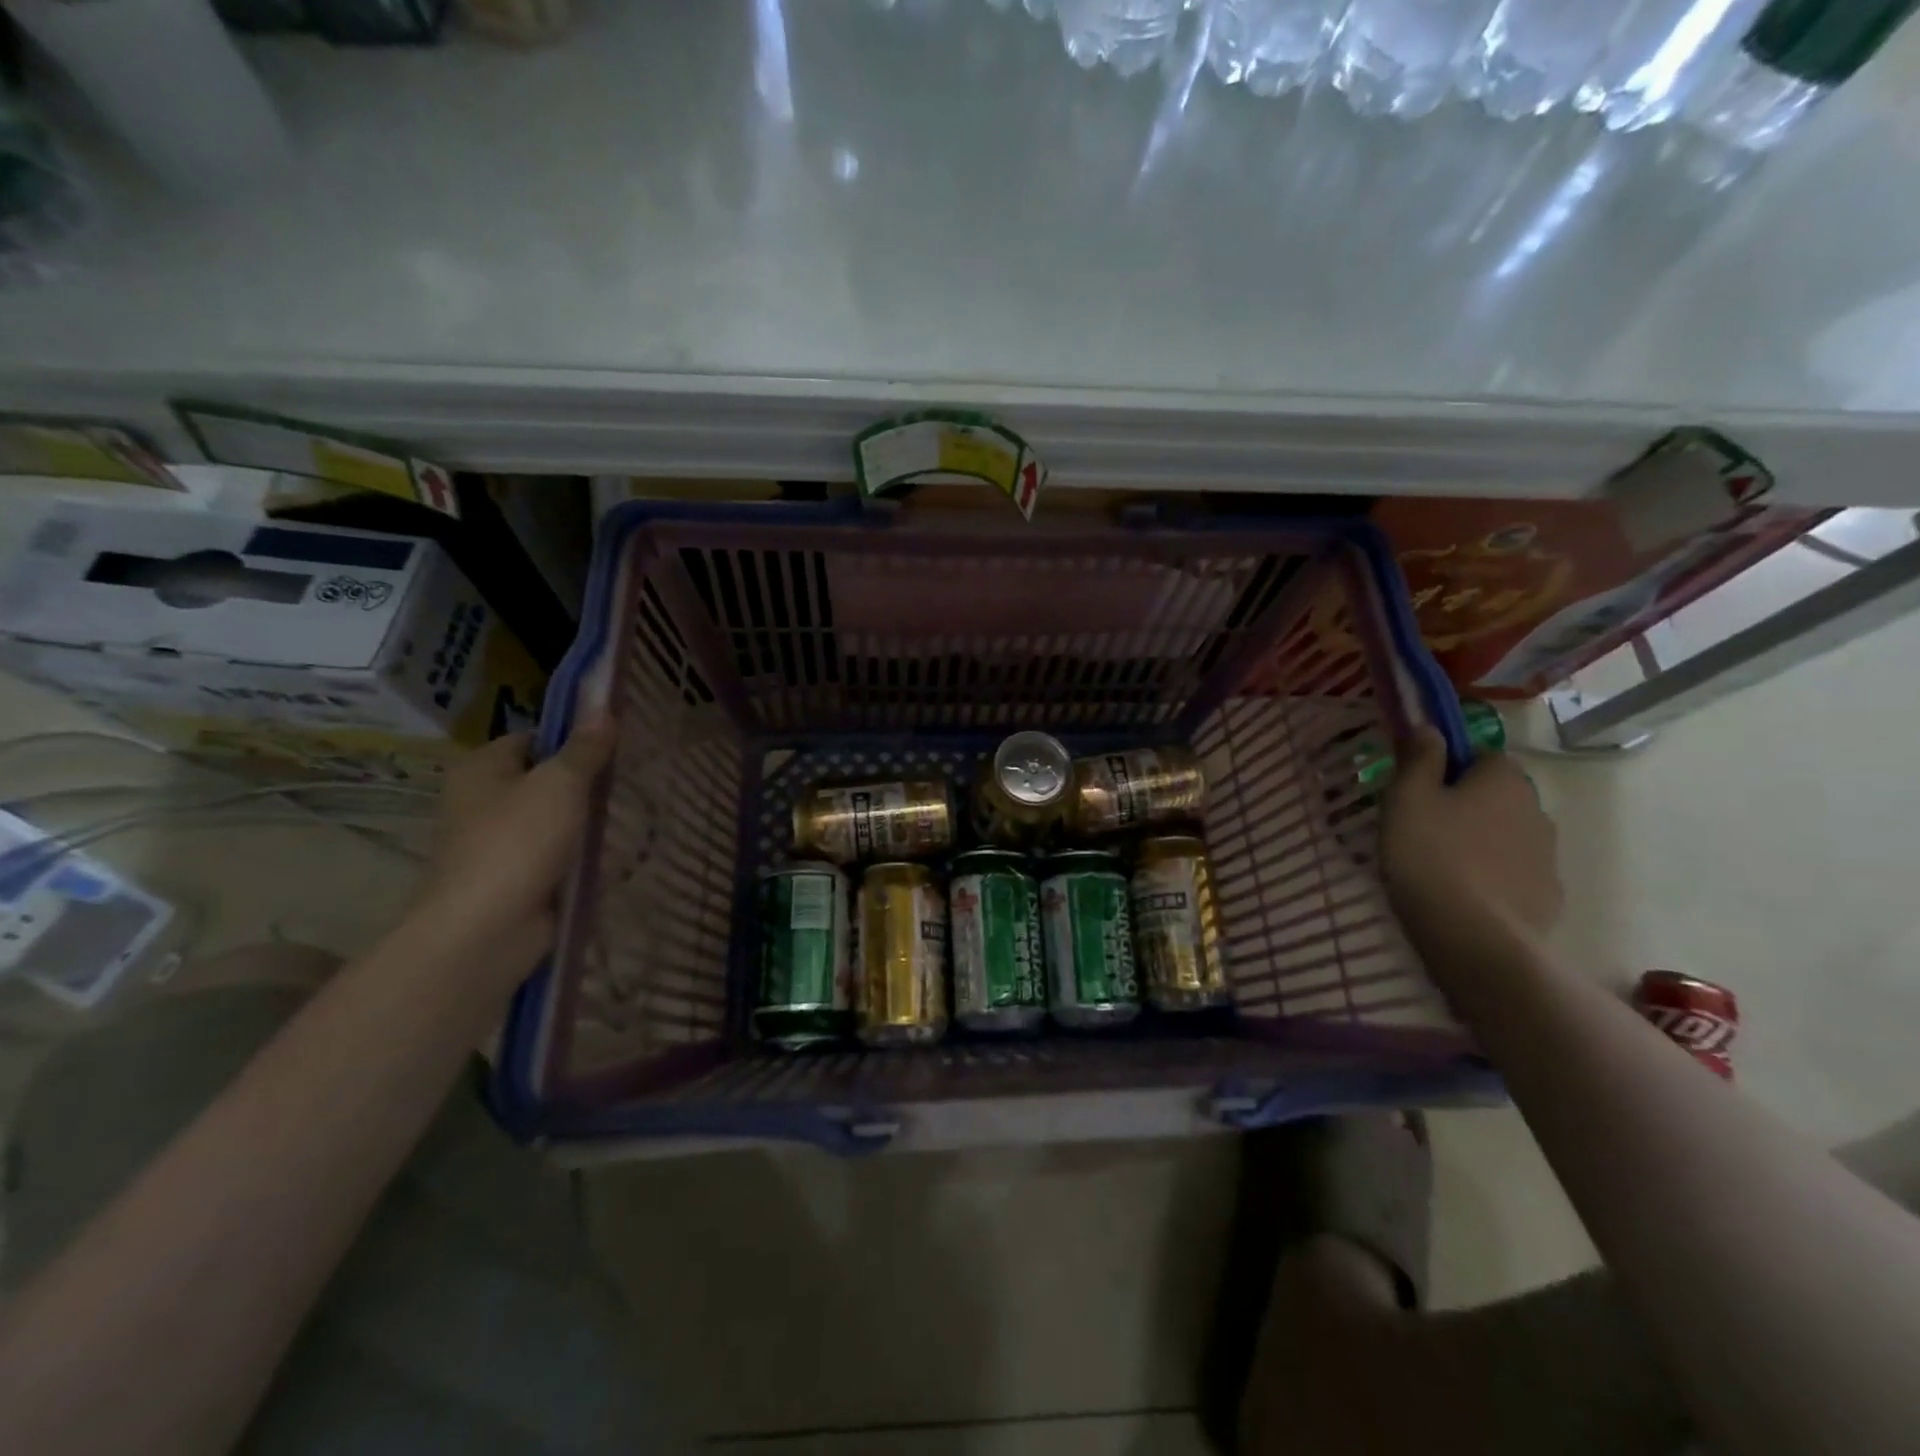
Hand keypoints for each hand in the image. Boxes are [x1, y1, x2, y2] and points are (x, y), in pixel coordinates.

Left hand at [408, 716, 616, 979]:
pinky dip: (581, 855)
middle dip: (585, 782)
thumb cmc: (517, 842)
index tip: (615, 744)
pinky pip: (557, 856)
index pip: (533, 738)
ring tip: (634, 813)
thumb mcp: (560, 784)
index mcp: (481, 769)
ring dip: (586, 821)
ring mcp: (499, 844)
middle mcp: (482, 802)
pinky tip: (617, 852)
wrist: (487, 930)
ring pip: (554, 820)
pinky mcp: (517, 879)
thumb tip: (603, 707)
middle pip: (544, 779)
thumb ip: (585, 749)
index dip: (572, 737)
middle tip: (632, 779)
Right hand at [1380, 727, 1562, 955]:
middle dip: (1466, 805)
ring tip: (1440, 866)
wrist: (1475, 938)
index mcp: (1503, 780)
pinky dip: (1492, 877)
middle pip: (1496, 796)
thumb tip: (1431, 727)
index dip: (1449, 767)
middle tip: (1422, 827)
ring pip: (1506, 835)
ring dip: (1481, 842)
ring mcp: (1547, 857)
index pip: (1482, 755)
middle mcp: (1536, 810)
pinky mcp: (1548, 898)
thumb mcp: (1407, 798)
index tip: (1418, 789)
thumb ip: (1419, 758)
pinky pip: (1514, 874)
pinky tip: (1463, 895)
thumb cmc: (1430, 855)